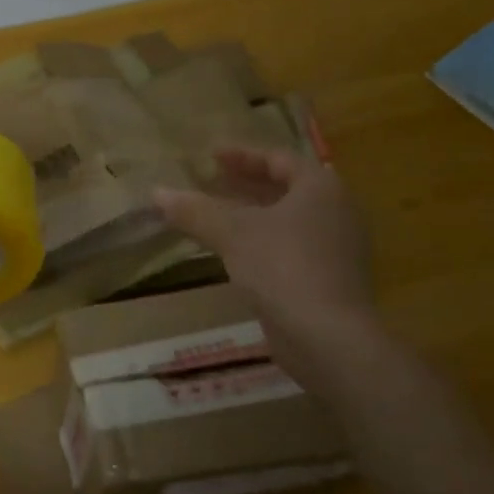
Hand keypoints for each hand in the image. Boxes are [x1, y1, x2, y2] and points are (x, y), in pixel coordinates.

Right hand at [153, 144, 377, 362]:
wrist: (329, 338)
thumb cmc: (283, 267)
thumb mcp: (232, 233)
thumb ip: (195, 210)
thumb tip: (157, 193)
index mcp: (321, 188)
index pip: (279, 158)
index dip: (242, 155)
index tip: (211, 156)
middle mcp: (336, 212)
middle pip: (285, 188)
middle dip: (246, 184)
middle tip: (210, 182)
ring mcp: (337, 249)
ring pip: (287, 220)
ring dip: (251, 215)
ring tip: (214, 216)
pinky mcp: (329, 280)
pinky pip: (290, 247)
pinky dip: (261, 242)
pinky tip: (233, 252)